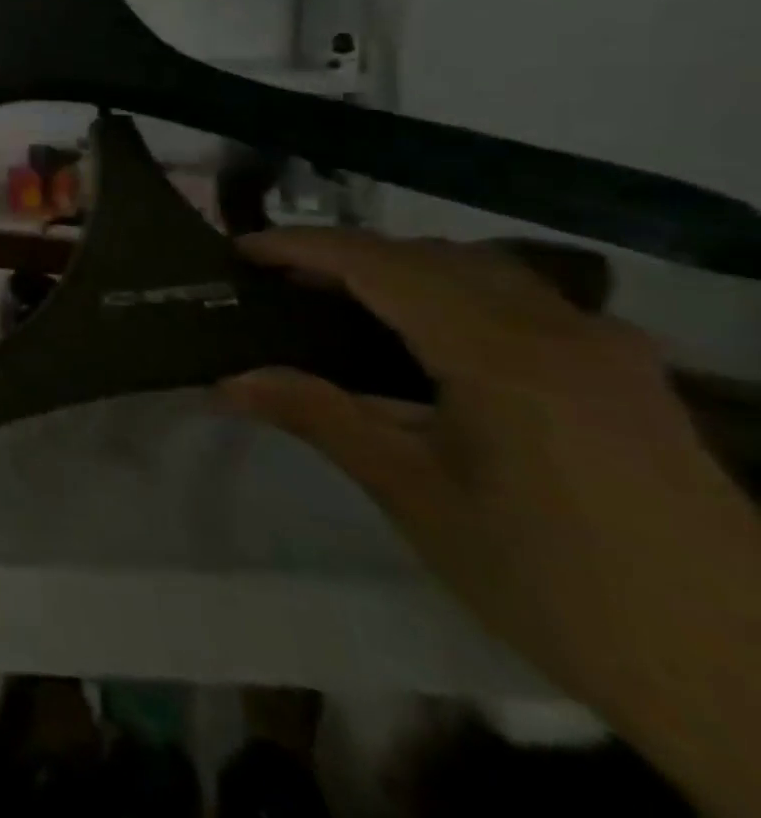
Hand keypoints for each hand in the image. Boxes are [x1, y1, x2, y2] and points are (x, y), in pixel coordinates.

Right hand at [224, 229, 760, 815]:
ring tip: (342, 299)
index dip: (302, 247)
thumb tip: (227, 382)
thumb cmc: (557, 588)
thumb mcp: (417, 499)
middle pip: (429, 255)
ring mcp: (606, 347)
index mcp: (502, 355)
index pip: (379, 265)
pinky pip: (522, 298)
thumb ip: (320, 417)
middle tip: (281, 280)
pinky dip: (453, 291)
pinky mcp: (629, 373)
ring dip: (402, 268)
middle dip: (345, 254)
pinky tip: (431, 336)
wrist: (751, 688)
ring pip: (481, 269)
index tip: (241, 250)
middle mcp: (559, 329)